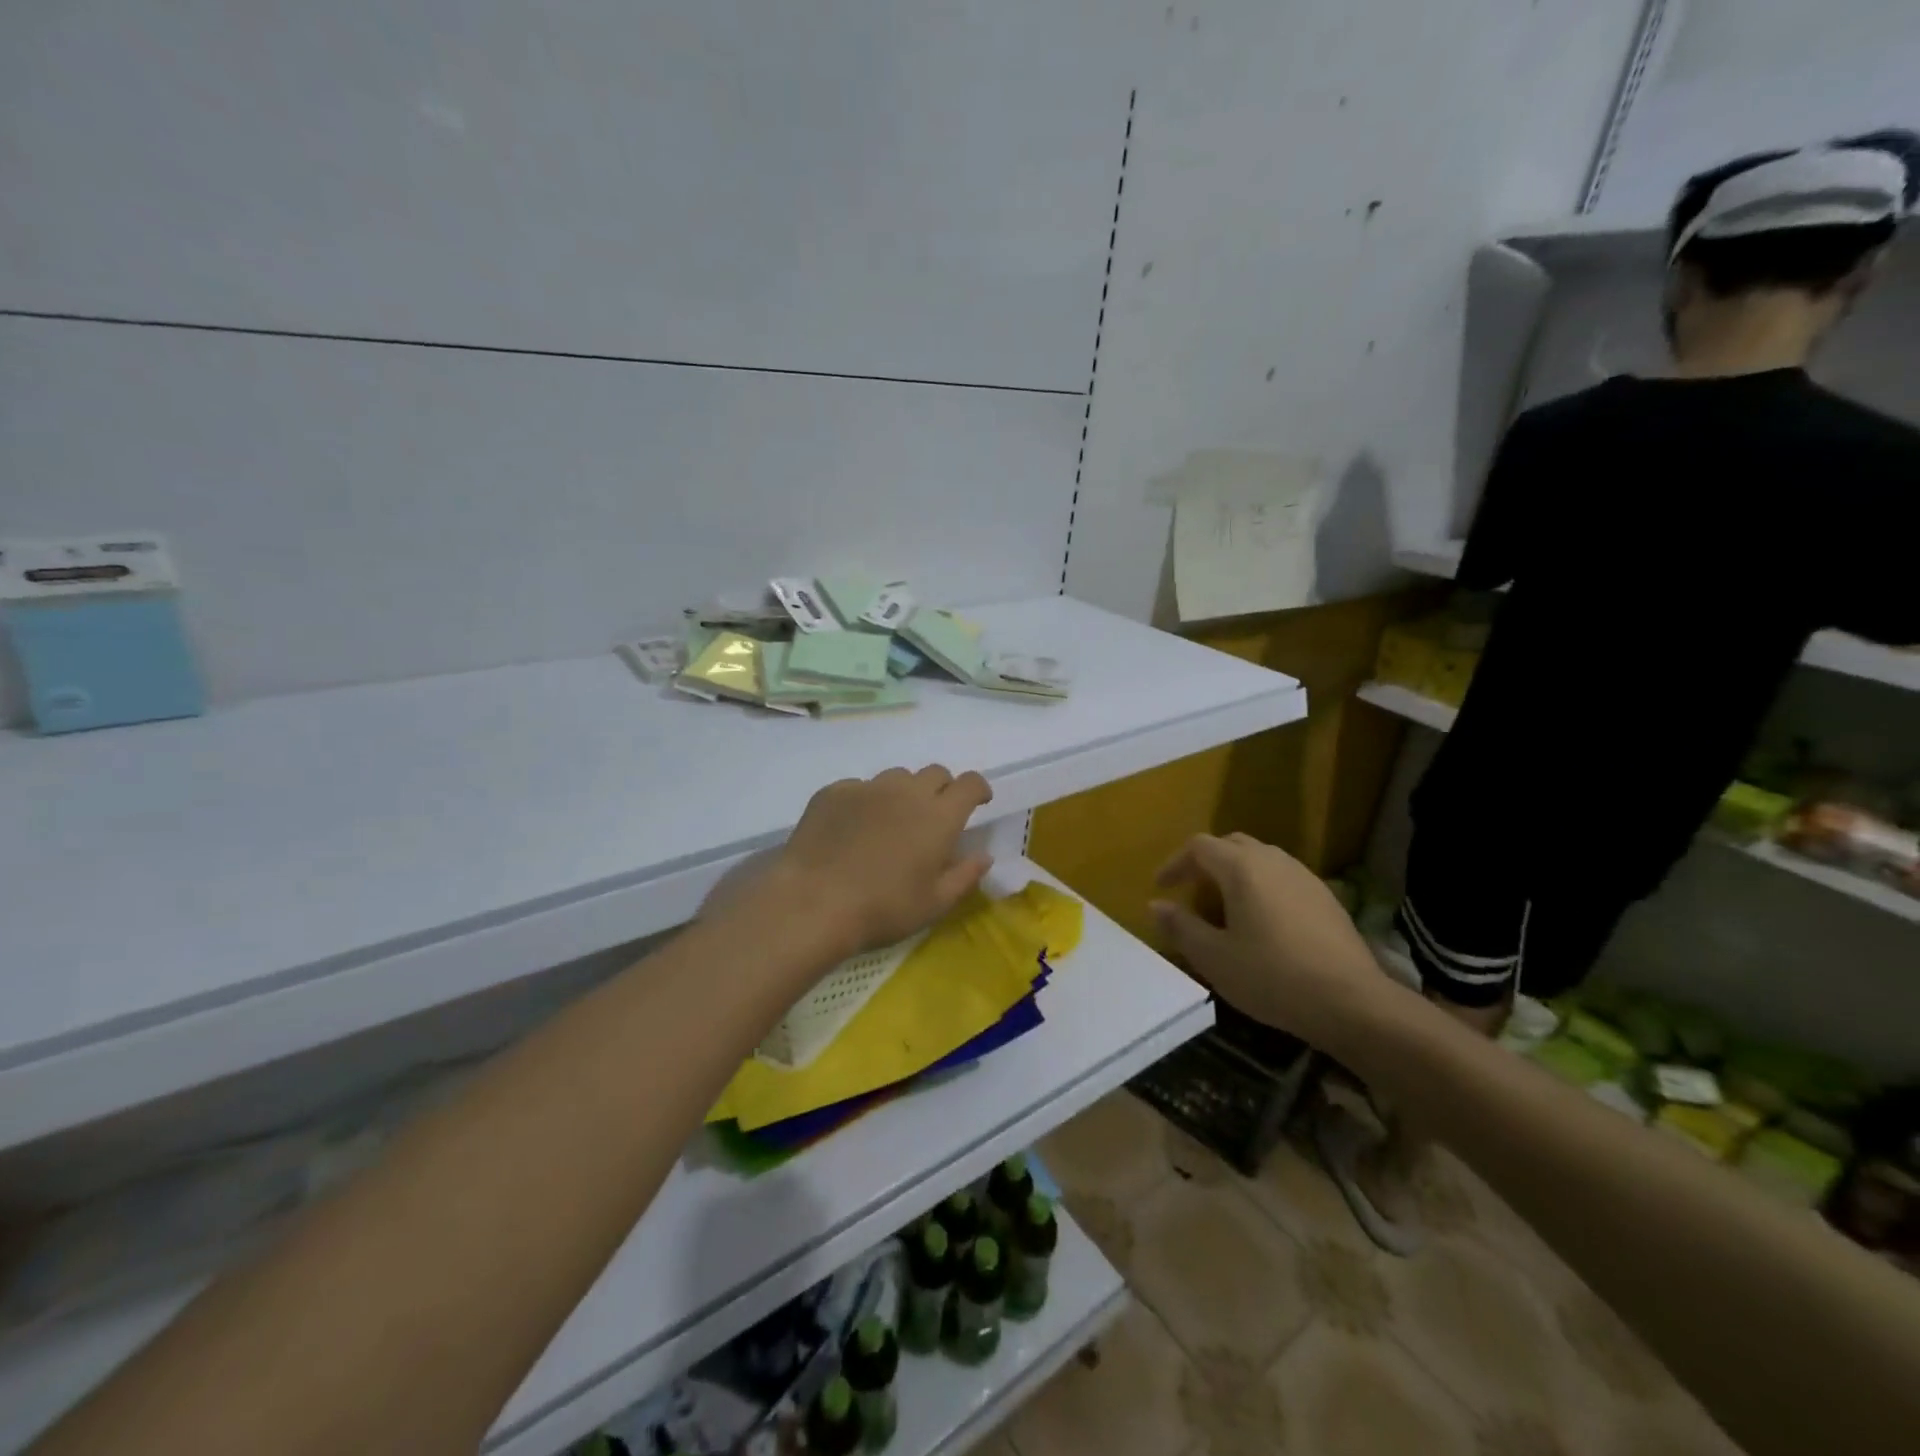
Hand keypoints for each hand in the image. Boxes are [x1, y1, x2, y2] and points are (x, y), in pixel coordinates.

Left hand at [766, 765, 994, 957]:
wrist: (814, 902)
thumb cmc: (883, 909)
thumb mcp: (934, 904)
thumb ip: (965, 876)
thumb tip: (984, 856)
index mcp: (939, 816)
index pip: (969, 783)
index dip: (978, 789)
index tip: (978, 802)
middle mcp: (907, 791)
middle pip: (935, 773)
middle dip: (942, 789)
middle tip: (934, 816)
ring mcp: (867, 787)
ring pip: (896, 777)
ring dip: (904, 792)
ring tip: (891, 822)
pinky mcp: (834, 792)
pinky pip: (859, 787)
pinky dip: (866, 802)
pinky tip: (853, 829)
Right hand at [1150, 832, 1396, 1053]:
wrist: (1353, 1002)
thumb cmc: (1272, 977)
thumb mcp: (1214, 958)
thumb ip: (1181, 927)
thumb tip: (1156, 905)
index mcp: (1242, 868)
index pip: (1199, 847)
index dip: (1174, 863)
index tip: (1161, 888)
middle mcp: (1273, 861)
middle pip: (1231, 844)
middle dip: (1205, 862)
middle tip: (1191, 891)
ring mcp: (1304, 876)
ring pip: (1260, 859)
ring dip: (1235, 873)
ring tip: (1224, 905)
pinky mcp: (1326, 897)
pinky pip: (1283, 877)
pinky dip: (1262, 886)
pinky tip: (1263, 921)